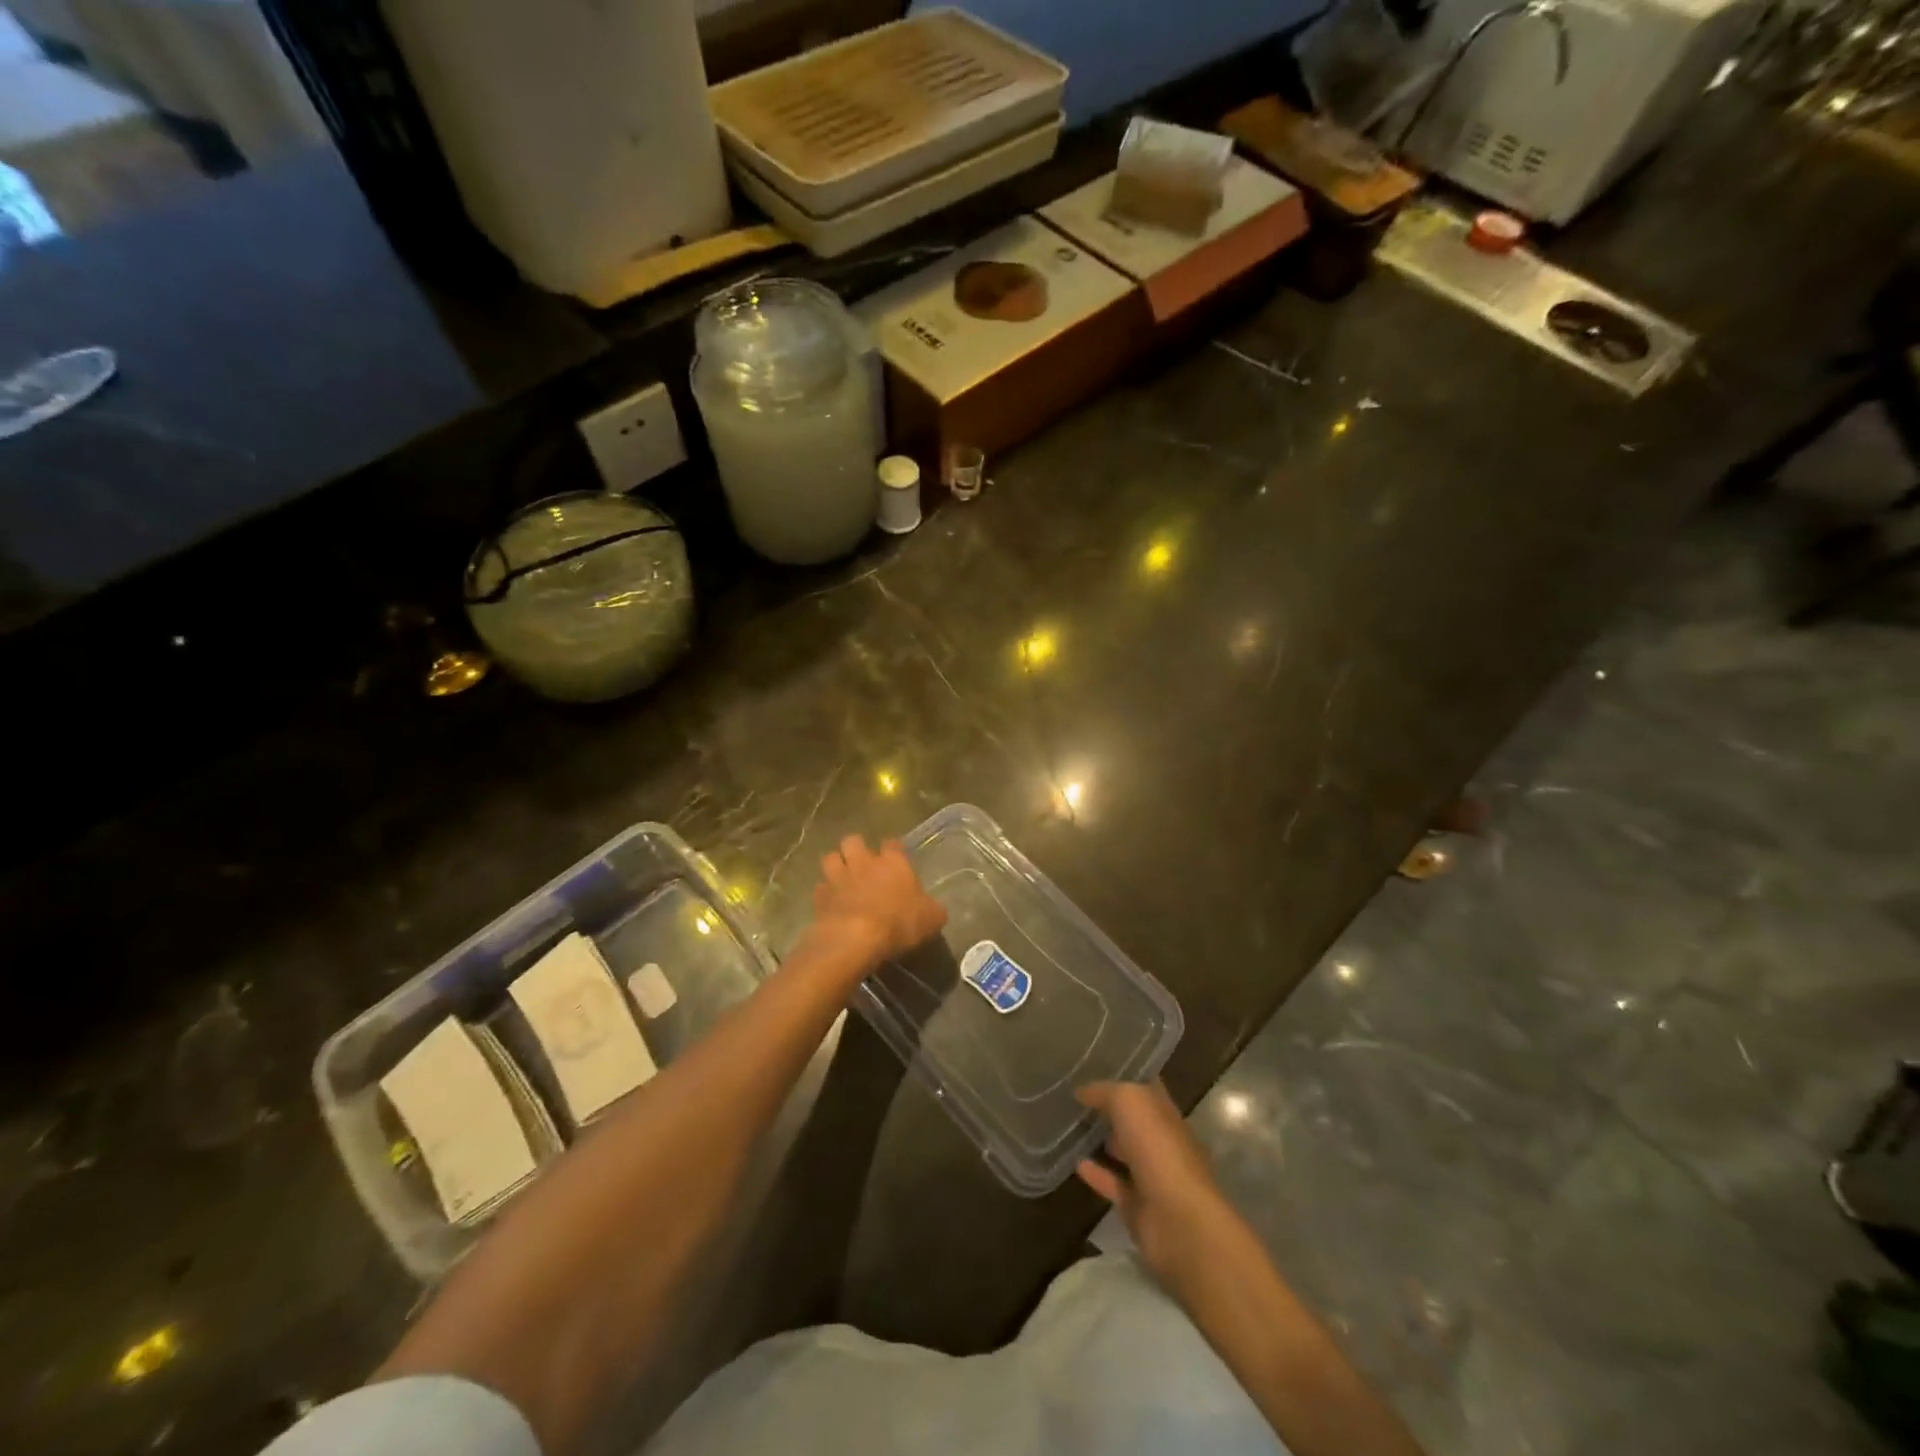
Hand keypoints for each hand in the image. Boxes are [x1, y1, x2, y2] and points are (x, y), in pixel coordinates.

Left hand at [808, 835, 946, 967]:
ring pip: (831, 858)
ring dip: (836, 865)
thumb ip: (932, 908)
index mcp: (893, 862)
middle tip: (862, 864)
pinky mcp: (820, 896)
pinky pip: (820, 887)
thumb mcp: (931, 918)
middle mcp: (864, 862)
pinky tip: (830, 904)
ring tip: (841, 878)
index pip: (893, 844)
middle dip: (856, 849)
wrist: (855, 938)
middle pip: (853, 840)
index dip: (893, 850)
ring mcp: (838, 877)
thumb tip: (934, 908)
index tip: (895, 859)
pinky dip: (825, 893)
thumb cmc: (899, 922)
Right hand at [1076, 1080, 1236, 1290]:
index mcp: (1165, 1112)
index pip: (1146, 1086)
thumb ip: (1105, 1092)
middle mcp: (1162, 1141)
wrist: (1178, 1221)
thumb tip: (1082, 1091)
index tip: (1097, 1064)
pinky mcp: (1139, 1207)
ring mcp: (1152, 1176)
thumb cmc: (1158, 1150)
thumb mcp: (1130, 1102)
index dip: (1126, 1074)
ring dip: (1104, 1140)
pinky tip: (1075, 1163)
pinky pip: (1114, 1184)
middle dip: (1112, 1108)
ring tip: (1072, 1127)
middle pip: (1135, 1120)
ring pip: (1125, 1152)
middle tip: (1077, 1096)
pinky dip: (1096, 1174)